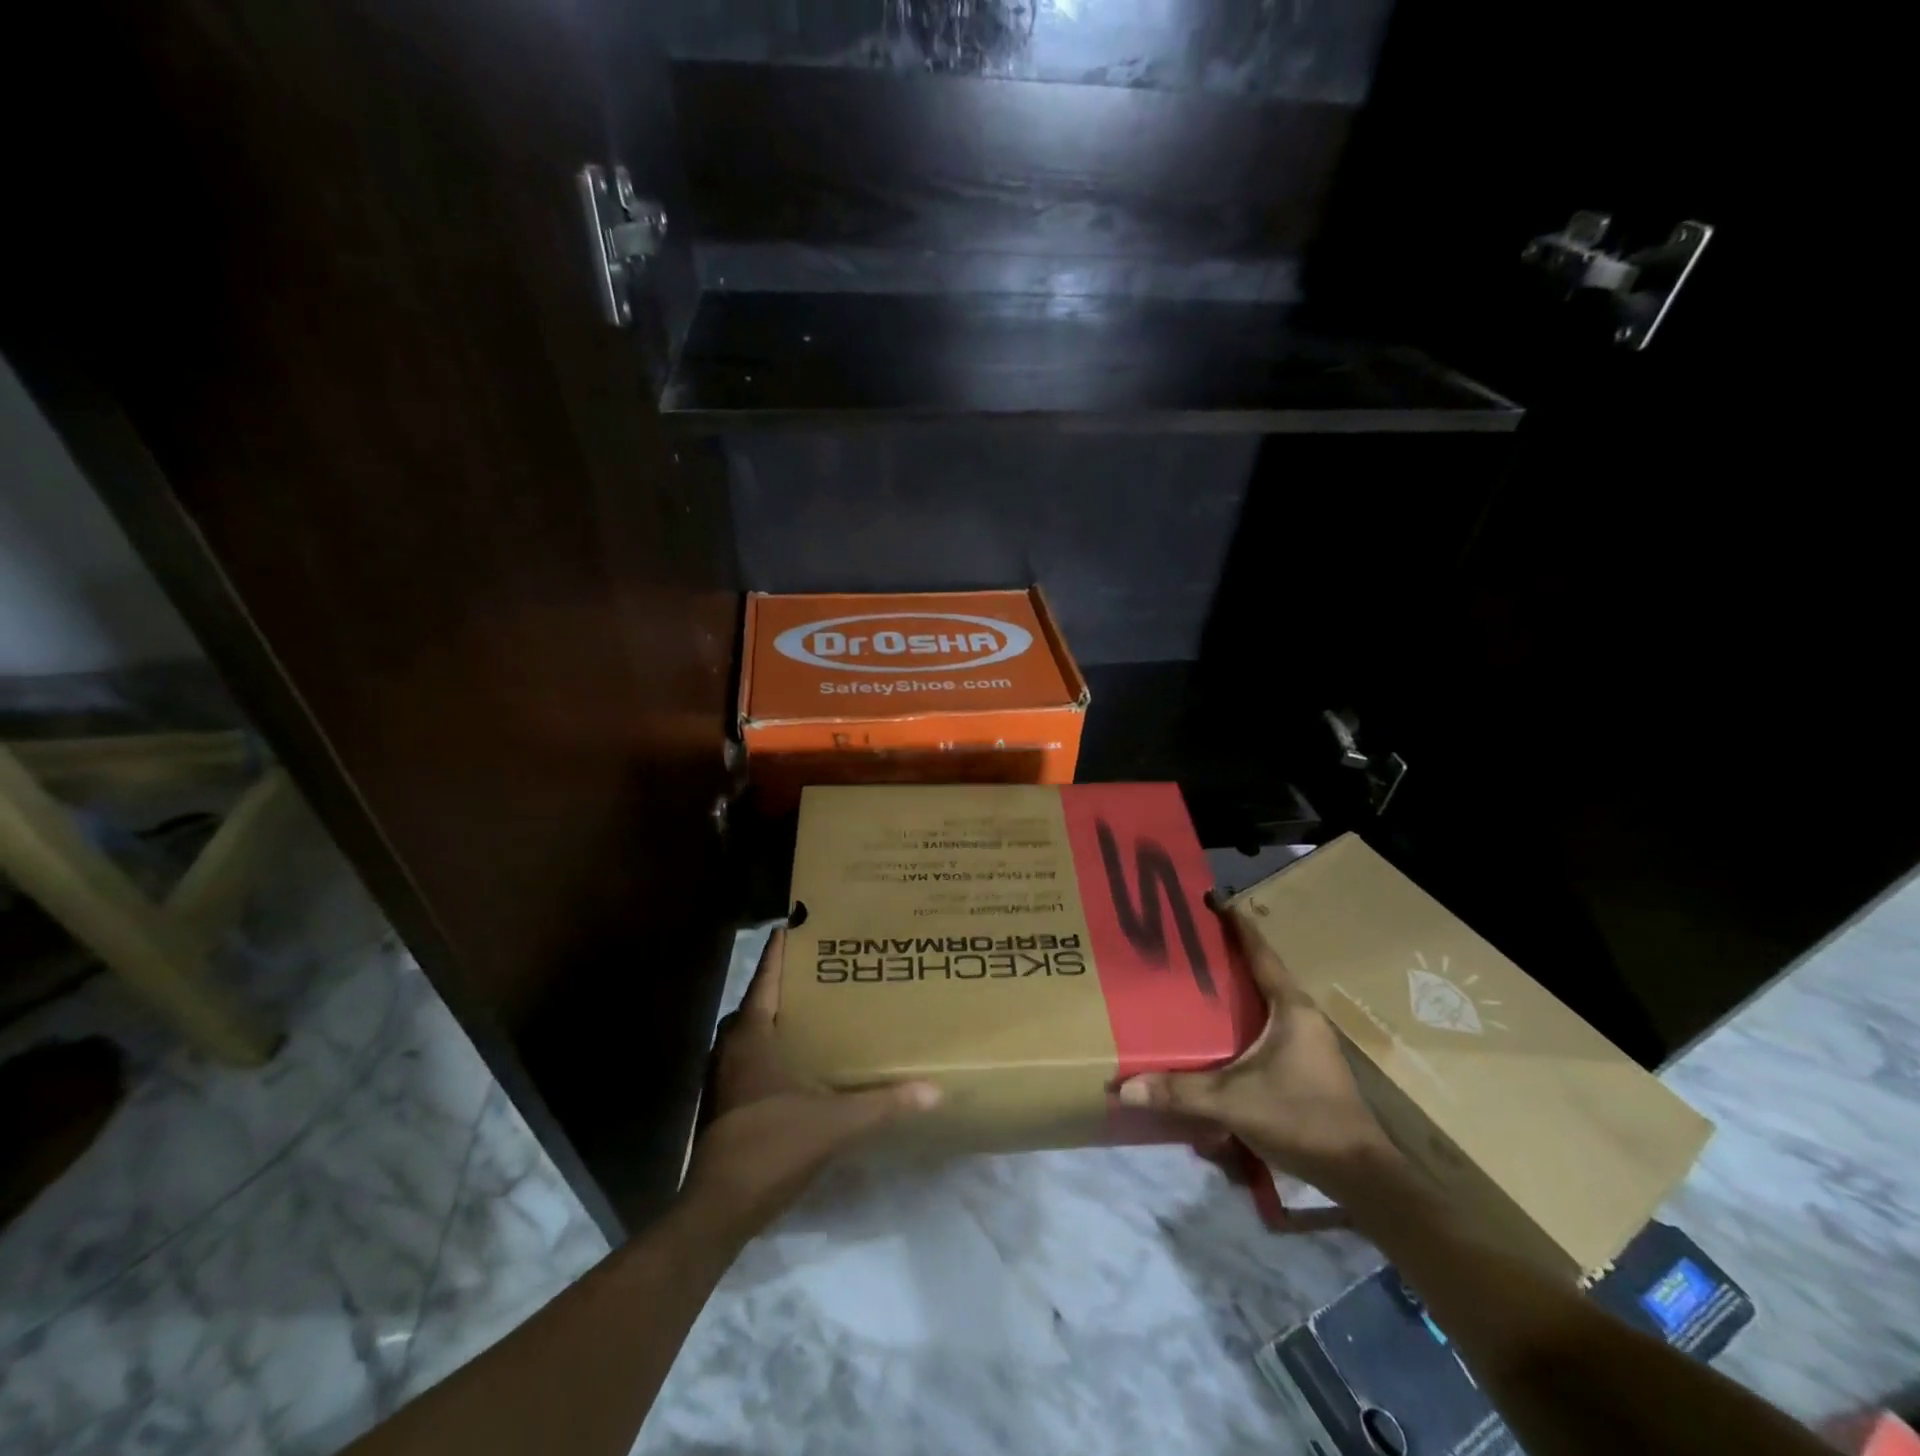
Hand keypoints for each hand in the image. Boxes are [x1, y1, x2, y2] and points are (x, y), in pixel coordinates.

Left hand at [682, 927, 940, 1245]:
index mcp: (752, 1035)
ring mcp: (725, 1075)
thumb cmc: (771, 1146)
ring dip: (778, 1016)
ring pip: (751, 1030)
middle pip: (758, 1000)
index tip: (800, 922)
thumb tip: (933, 1091)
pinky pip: (750, 1055)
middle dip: (786, 982)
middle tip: (824, 969)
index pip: (766, 977)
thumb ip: (882, 1104)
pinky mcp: (726, 1101)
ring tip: (817, 1008)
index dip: (781, 949)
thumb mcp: (834, 1123)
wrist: (719, 1208)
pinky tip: (801, 1058)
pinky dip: (772, 1046)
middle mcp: (733, 1046)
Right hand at [1117, 905, 1399, 1192]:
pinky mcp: (1306, 1062)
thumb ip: (1179, 1092)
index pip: (1260, 951)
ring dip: (1237, 987)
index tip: (1209, 900)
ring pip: (1266, 999)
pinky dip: (1245, 1015)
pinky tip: (1220, 1028)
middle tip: (1188, 940)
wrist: (1358, 1173)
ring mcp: (1308, 1039)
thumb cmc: (1300, 1118)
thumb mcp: (1233, 1102)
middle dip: (1228, 954)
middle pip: (1261, 970)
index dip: (1235, 924)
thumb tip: (1124, 1086)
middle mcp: (1302, 1015)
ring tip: (1198, 977)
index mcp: (1290, 1007)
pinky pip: (1269, 1023)